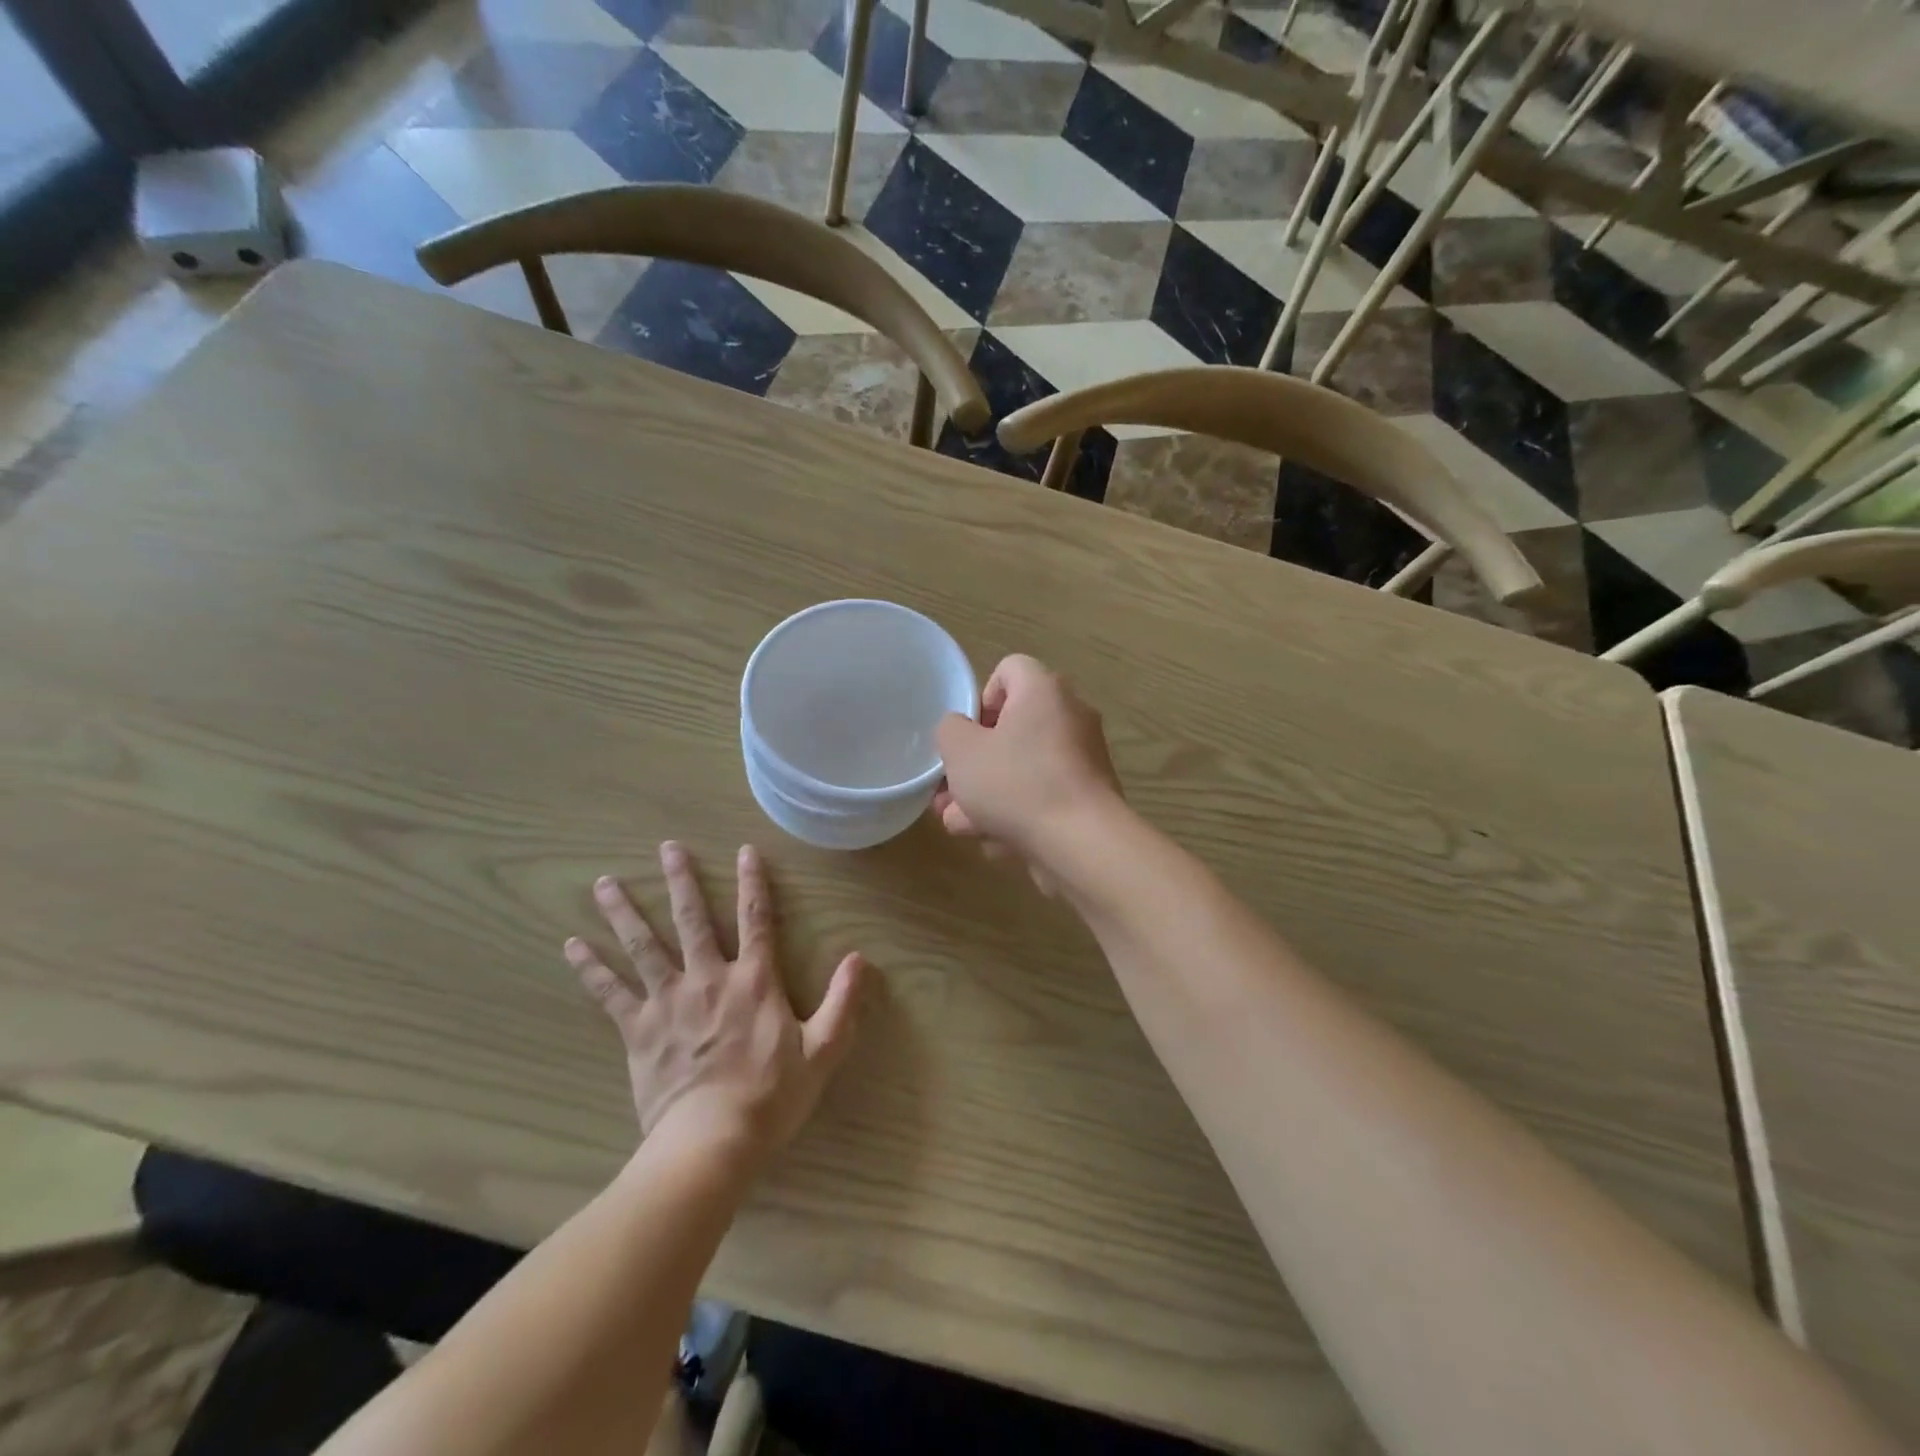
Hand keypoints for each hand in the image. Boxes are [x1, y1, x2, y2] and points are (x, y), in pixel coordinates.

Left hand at [564, 841, 865, 1156]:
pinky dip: (591, 967)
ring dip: (625, 911)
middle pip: (692, 919)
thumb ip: (843, 1002)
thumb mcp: (823, 1051)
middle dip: (681, 880)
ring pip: (644, 945)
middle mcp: (709, 979)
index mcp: (754, 981)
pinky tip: (572, 945)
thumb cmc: (771, 1097)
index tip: (745, 850)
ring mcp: (668, 1002)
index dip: (753, 883)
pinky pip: (611, 992)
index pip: (756, 919)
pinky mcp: (638, 1030)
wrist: (711, 1143)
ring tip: (605, 883)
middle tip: (667, 847)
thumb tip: (859, 958)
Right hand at [933, 655, 1122, 889]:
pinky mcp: (1089, 797)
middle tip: (950, 792)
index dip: (981, 699)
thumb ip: (950, 730)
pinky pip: (1045, 797)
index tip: (968, 736)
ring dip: (989, 797)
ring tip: (963, 826)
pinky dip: (1021, 815)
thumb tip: (963, 731)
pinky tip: (998, 843)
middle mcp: (1071, 716)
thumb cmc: (1016, 783)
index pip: (1009, 670)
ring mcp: (1084, 759)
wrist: (1081, 842)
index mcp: (1044, 690)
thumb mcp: (961, 751)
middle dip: (976, 764)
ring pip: (1024, 770)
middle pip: (1013, 729)